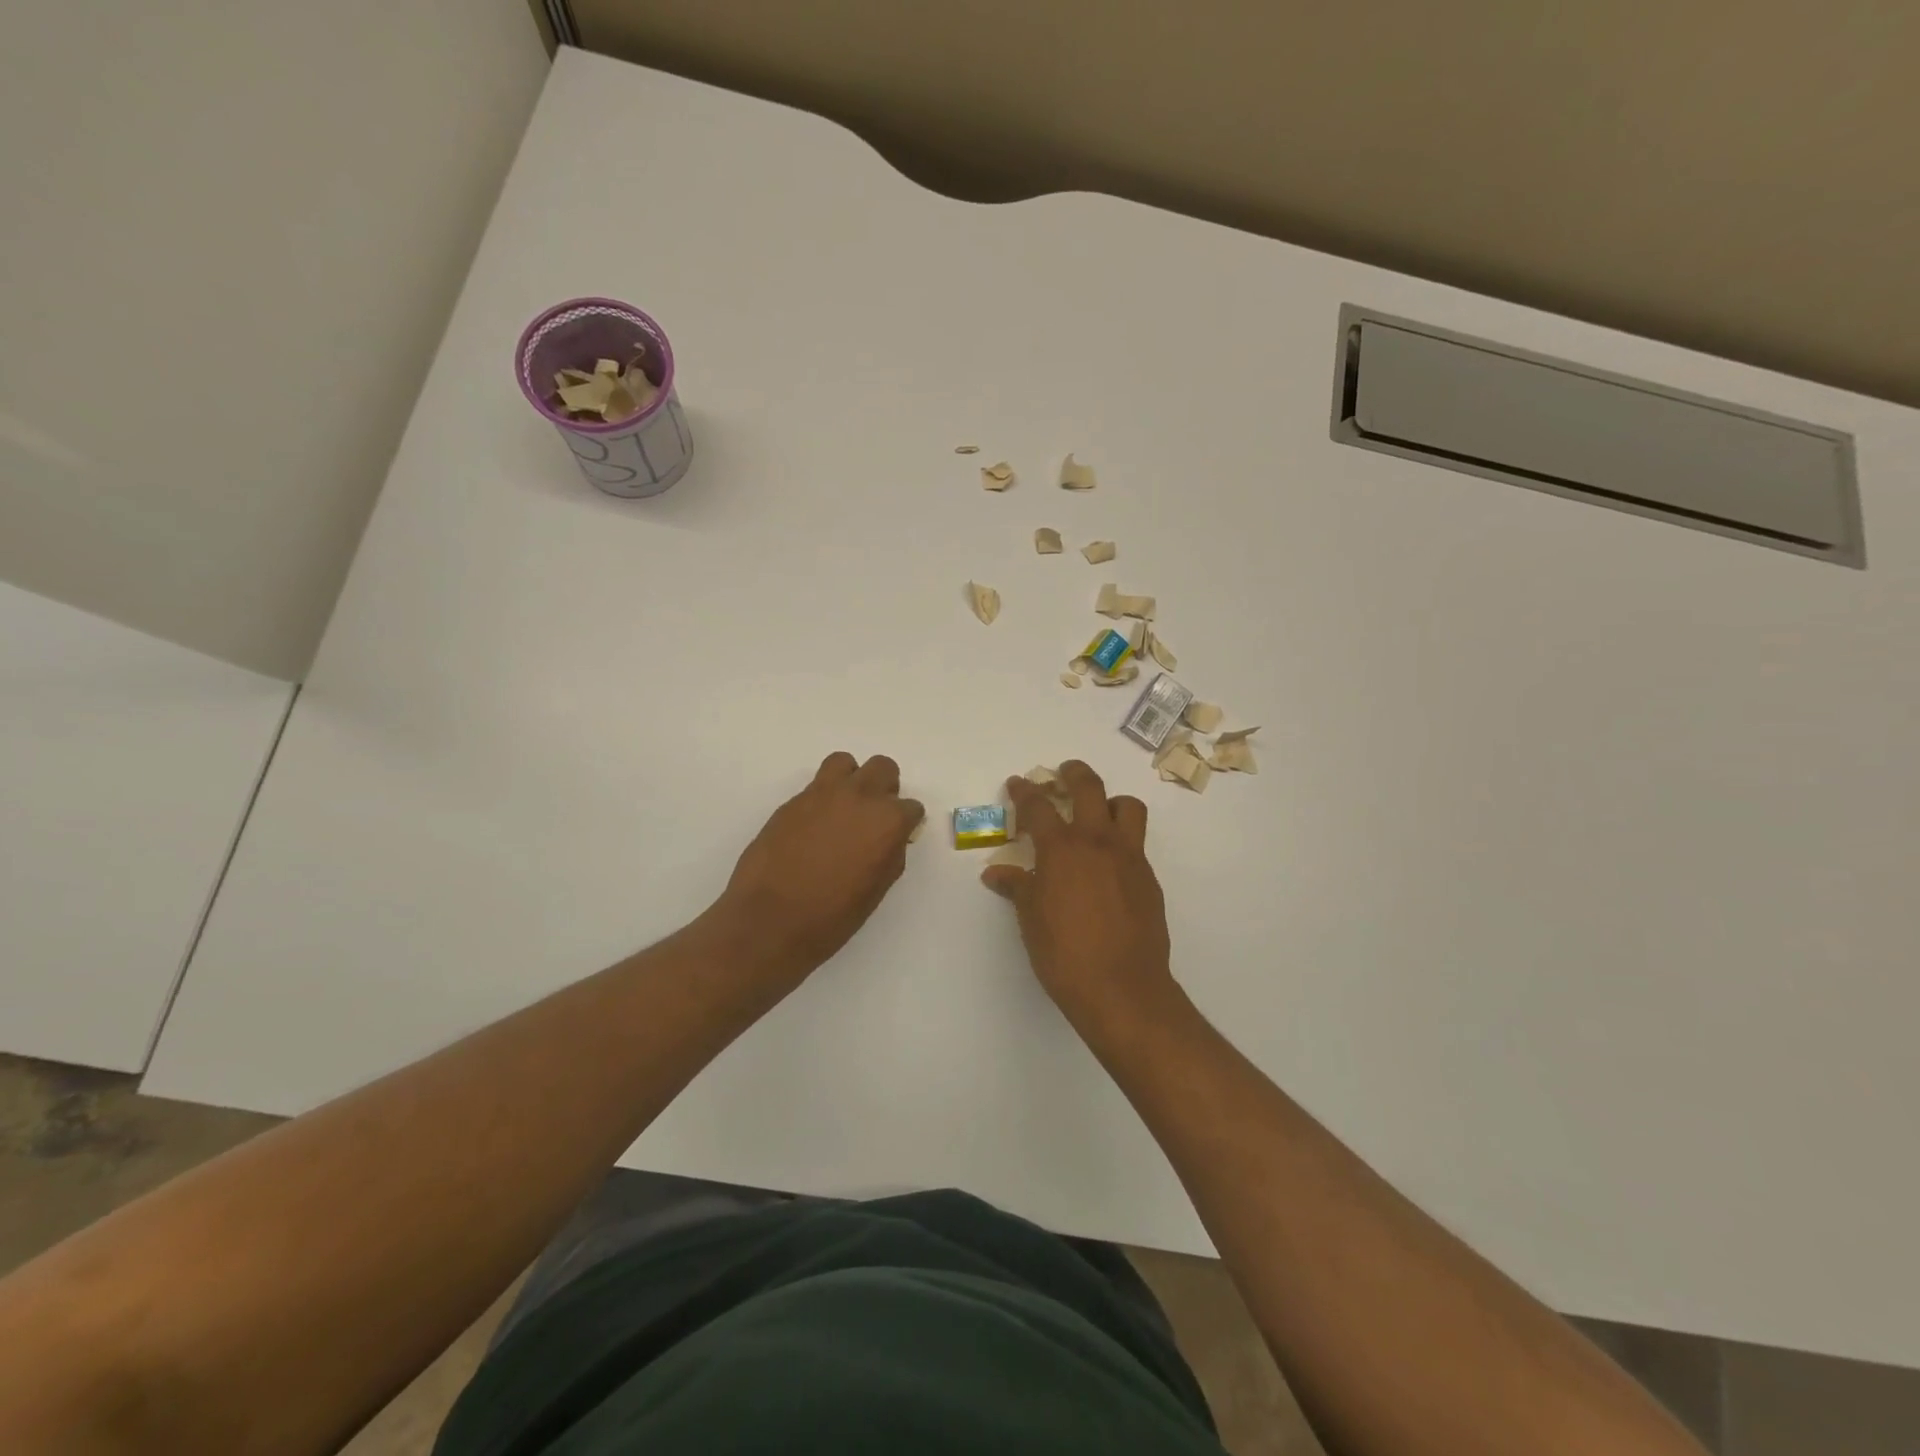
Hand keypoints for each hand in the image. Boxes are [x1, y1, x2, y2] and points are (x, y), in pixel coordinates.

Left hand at [713, 752, 923, 979]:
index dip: (905, 824)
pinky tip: (814, 827)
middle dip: (884, 789)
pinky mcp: (792, 801)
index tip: (895, 838)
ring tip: (842, 809)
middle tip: (873, 817)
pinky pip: (815, 786)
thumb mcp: (876, 889)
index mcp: (887, 821)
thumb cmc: (832, 916)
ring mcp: (822, 794)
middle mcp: (859, 797)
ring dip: (850, 780)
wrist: (770, 919)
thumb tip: (890, 840)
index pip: (911, 808)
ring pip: (845, 763)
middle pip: (883, 768)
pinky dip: (822, 799)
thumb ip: (889, 854)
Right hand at [982, 761, 1179, 1030]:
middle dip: (1073, 773)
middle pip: (1089, 788)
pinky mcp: (1148, 878)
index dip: (1024, 792)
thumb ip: (1016, 887)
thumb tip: (996, 873)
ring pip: (1127, 807)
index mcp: (1062, 849)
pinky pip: (1137, 843)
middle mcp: (1097, 842)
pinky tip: (1108, 865)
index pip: (1038, 807)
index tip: (1017, 783)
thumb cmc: (1064, 954)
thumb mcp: (1030, 919)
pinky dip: (1121, 840)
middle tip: (1063, 772)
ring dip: (1110, 801)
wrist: (1122, 988)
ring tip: (1098, 813)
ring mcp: (1129, 857)